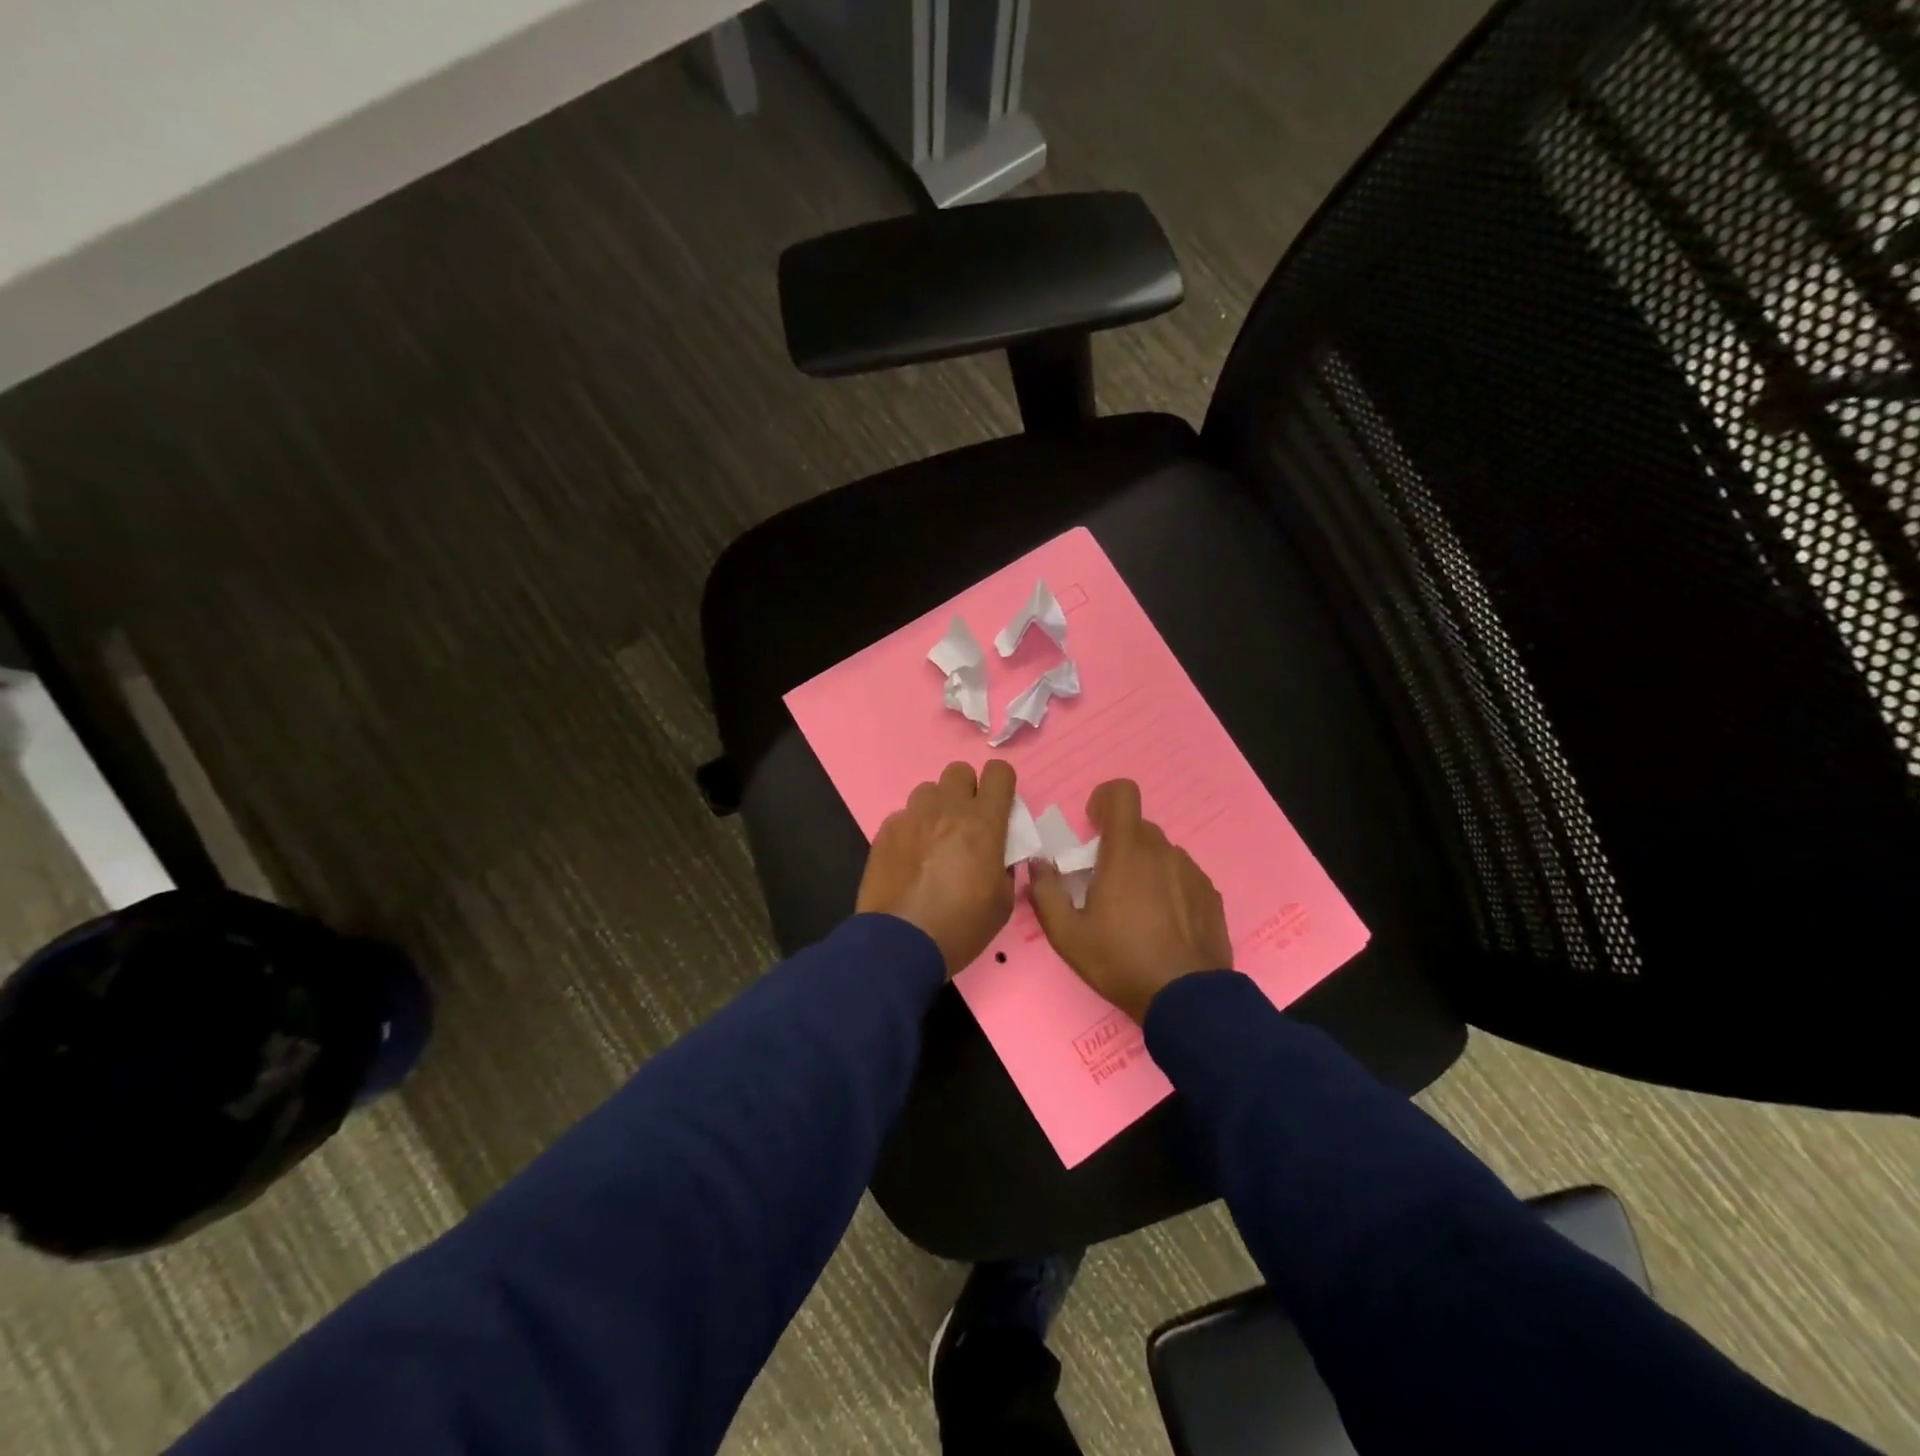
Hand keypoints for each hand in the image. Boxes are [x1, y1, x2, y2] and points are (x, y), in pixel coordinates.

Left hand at [857, 760, 1017, 973]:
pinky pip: (904, 816)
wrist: (900, 944)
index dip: (1002, 785)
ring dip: (937, 807)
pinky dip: (912, 829)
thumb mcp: (1001, 902)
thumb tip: (997, 854)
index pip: (999, 772)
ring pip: (928, 790)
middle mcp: (947, 808)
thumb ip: (1003, 865)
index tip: (1000, 806)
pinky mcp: (886, 830)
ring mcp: (912, 817)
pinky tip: (910, 859)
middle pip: (959, 771)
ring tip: (935, 839)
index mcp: (983, 822)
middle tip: (967, 822)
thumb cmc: (961, 926)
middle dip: (967, 790)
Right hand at [1029, 779, 1232, 1022]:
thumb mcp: (1067, 935)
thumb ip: (1046, 893)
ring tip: (1136, 909)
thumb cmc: (1120, 961)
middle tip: (1105, 880)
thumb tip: (1039, 865)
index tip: (1093, 824)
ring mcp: (1191, 872)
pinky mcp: (1211, 895)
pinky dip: (1168, 887)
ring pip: (1161, 853)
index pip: (1122, 793)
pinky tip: (1163, 924)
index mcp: (1127, 852)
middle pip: (1138, 827)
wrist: (1186, 1000)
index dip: (1105, 799)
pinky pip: (1182, 876)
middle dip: (1118, 843)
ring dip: (1144, 867)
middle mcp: (1163, 852)